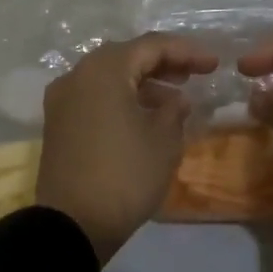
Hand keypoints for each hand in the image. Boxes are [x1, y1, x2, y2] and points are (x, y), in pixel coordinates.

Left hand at [35, 33, 218, 262]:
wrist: (73, 224)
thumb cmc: (125, 176)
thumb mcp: (163, 141)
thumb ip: (174, 110)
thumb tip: (174, 99)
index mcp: (103, 71)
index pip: (151, 46)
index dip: (186, 52)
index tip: (214, 64)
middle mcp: (77, 76)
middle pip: (125, 57)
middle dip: (162, 63)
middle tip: (194, 75)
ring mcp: (62, 101)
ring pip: (108, 77)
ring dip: (142, 82)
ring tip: (174, 100)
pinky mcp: (58, 124)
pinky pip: (95, 97)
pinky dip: (121, 99)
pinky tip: (144, 116)